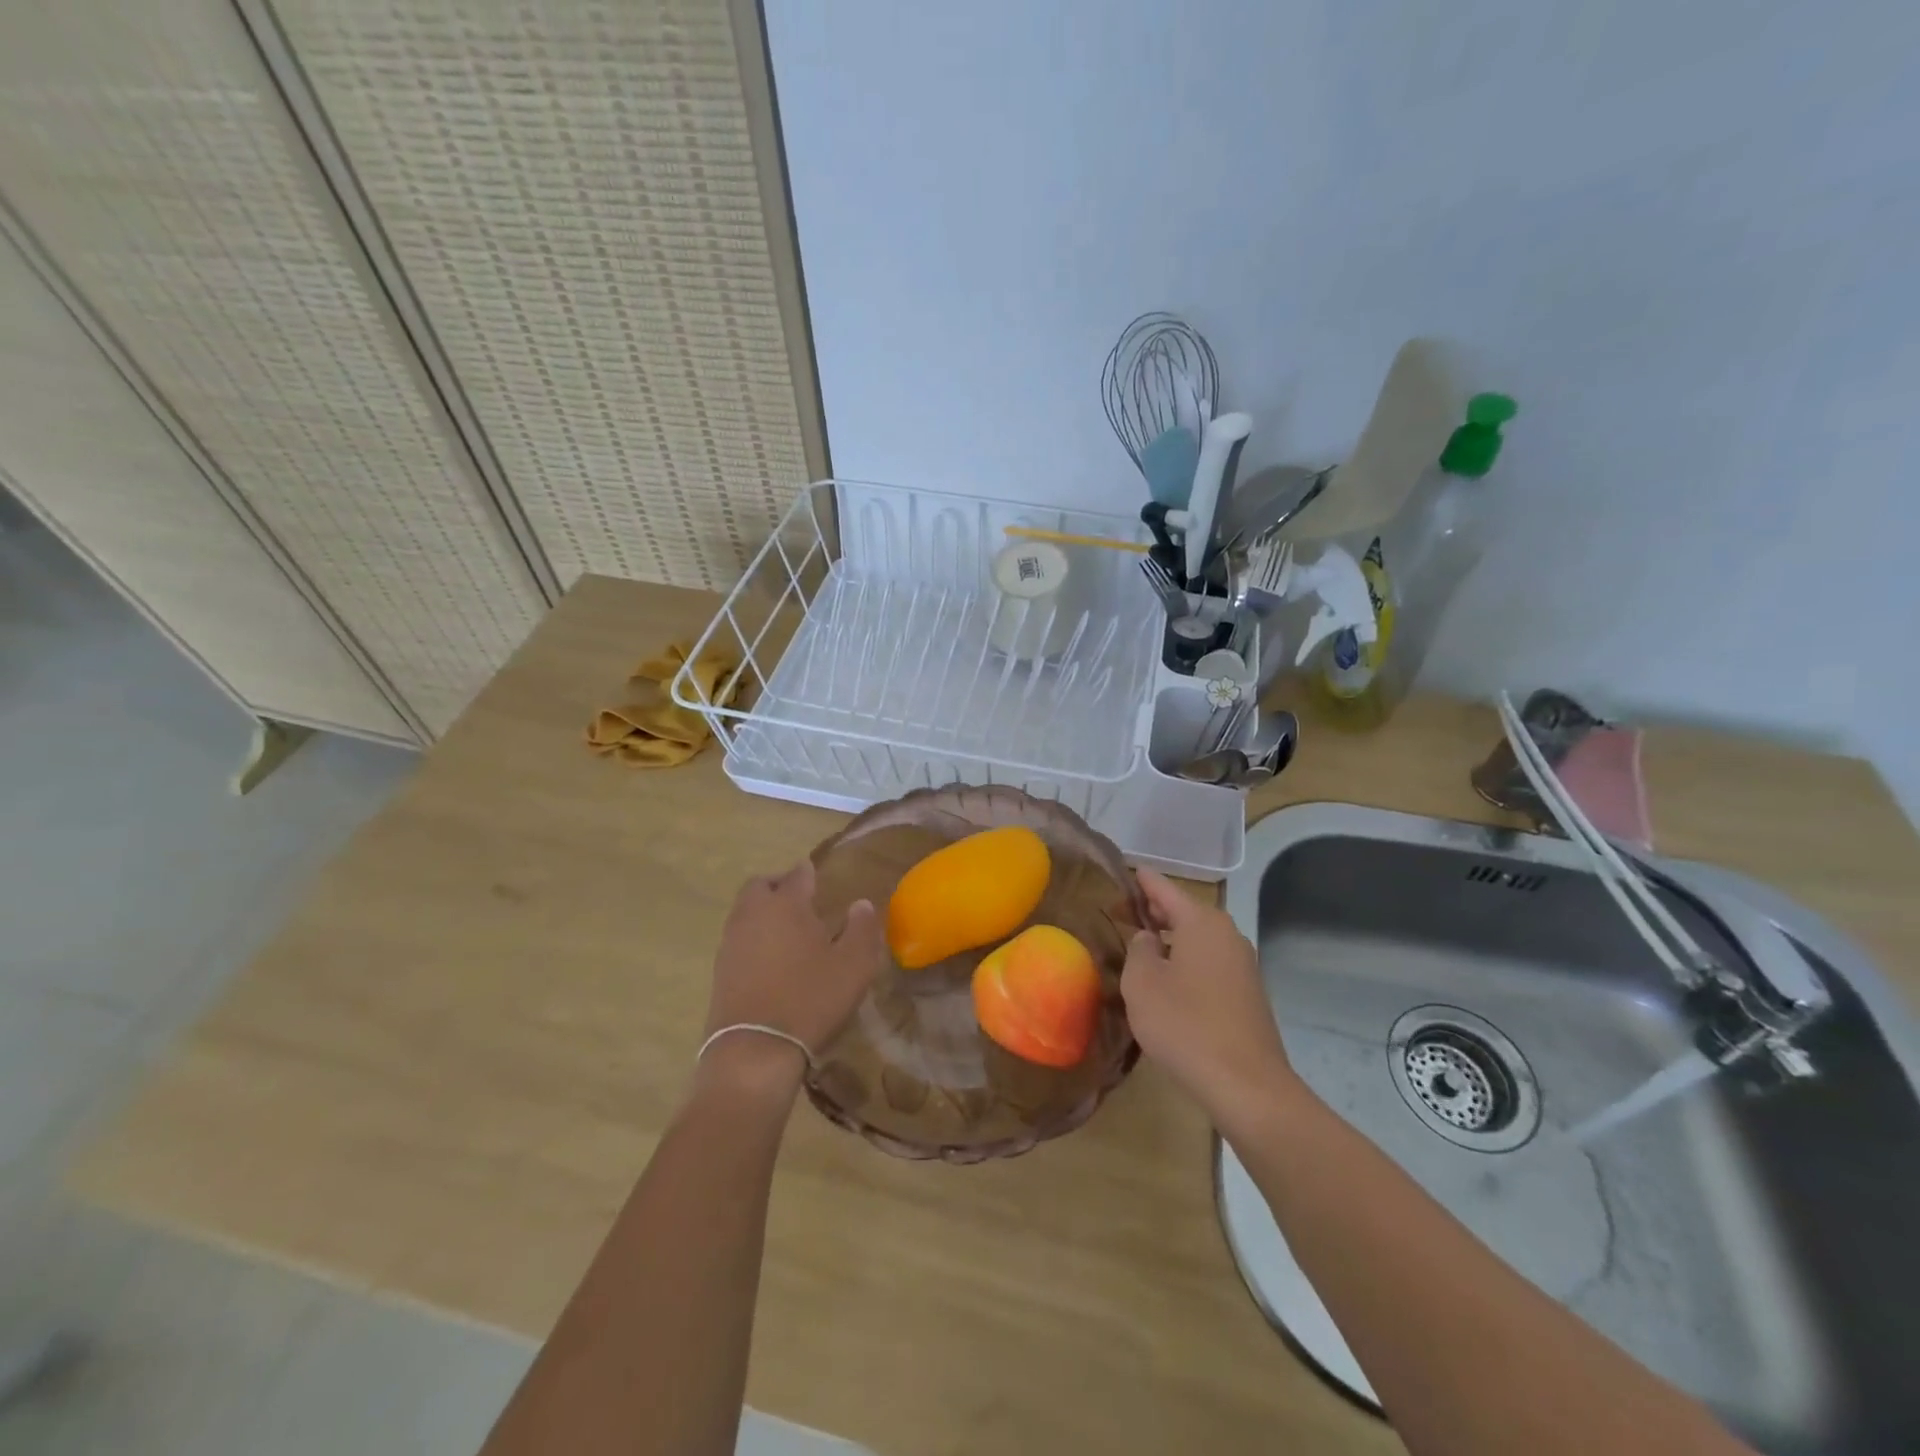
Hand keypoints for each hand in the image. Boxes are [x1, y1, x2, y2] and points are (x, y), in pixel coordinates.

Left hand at [699, 860, 883, 1097]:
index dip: (809, 873)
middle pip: (760, 885)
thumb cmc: (811, 999)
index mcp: (786, 904)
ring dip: (763, 912)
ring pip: (745, 911)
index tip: (817, 877)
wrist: (755, 1050)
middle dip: (779, 885)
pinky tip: (770, 959)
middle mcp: (753, 914)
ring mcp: (731, 942)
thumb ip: (862, 929)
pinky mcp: (719, 970)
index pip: (798, 875)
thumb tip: (862, 904)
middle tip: (799, 900)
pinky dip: (753, 938)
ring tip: (786, 931)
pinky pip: (737, 939)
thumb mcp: (854, 965)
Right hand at [1121, 868, 1300, 1127]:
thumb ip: (1138, 949)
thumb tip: (1147, 939)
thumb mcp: (1142, 983)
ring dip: (1167, 940)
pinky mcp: (1247, 992)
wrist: (1247, 1086)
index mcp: (1201, 921)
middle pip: (1181, 910)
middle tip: (1116, 917)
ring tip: (1136, 951)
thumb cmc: (1185, 1025)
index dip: (1137, 880)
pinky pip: (1208, 963)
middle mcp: (1226, 933)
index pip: (1161, 886)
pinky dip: (1184, 963)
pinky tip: (1166, 984)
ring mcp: (1241, 964)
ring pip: (1195, 939)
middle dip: (1149, 912)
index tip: (1116, 874)